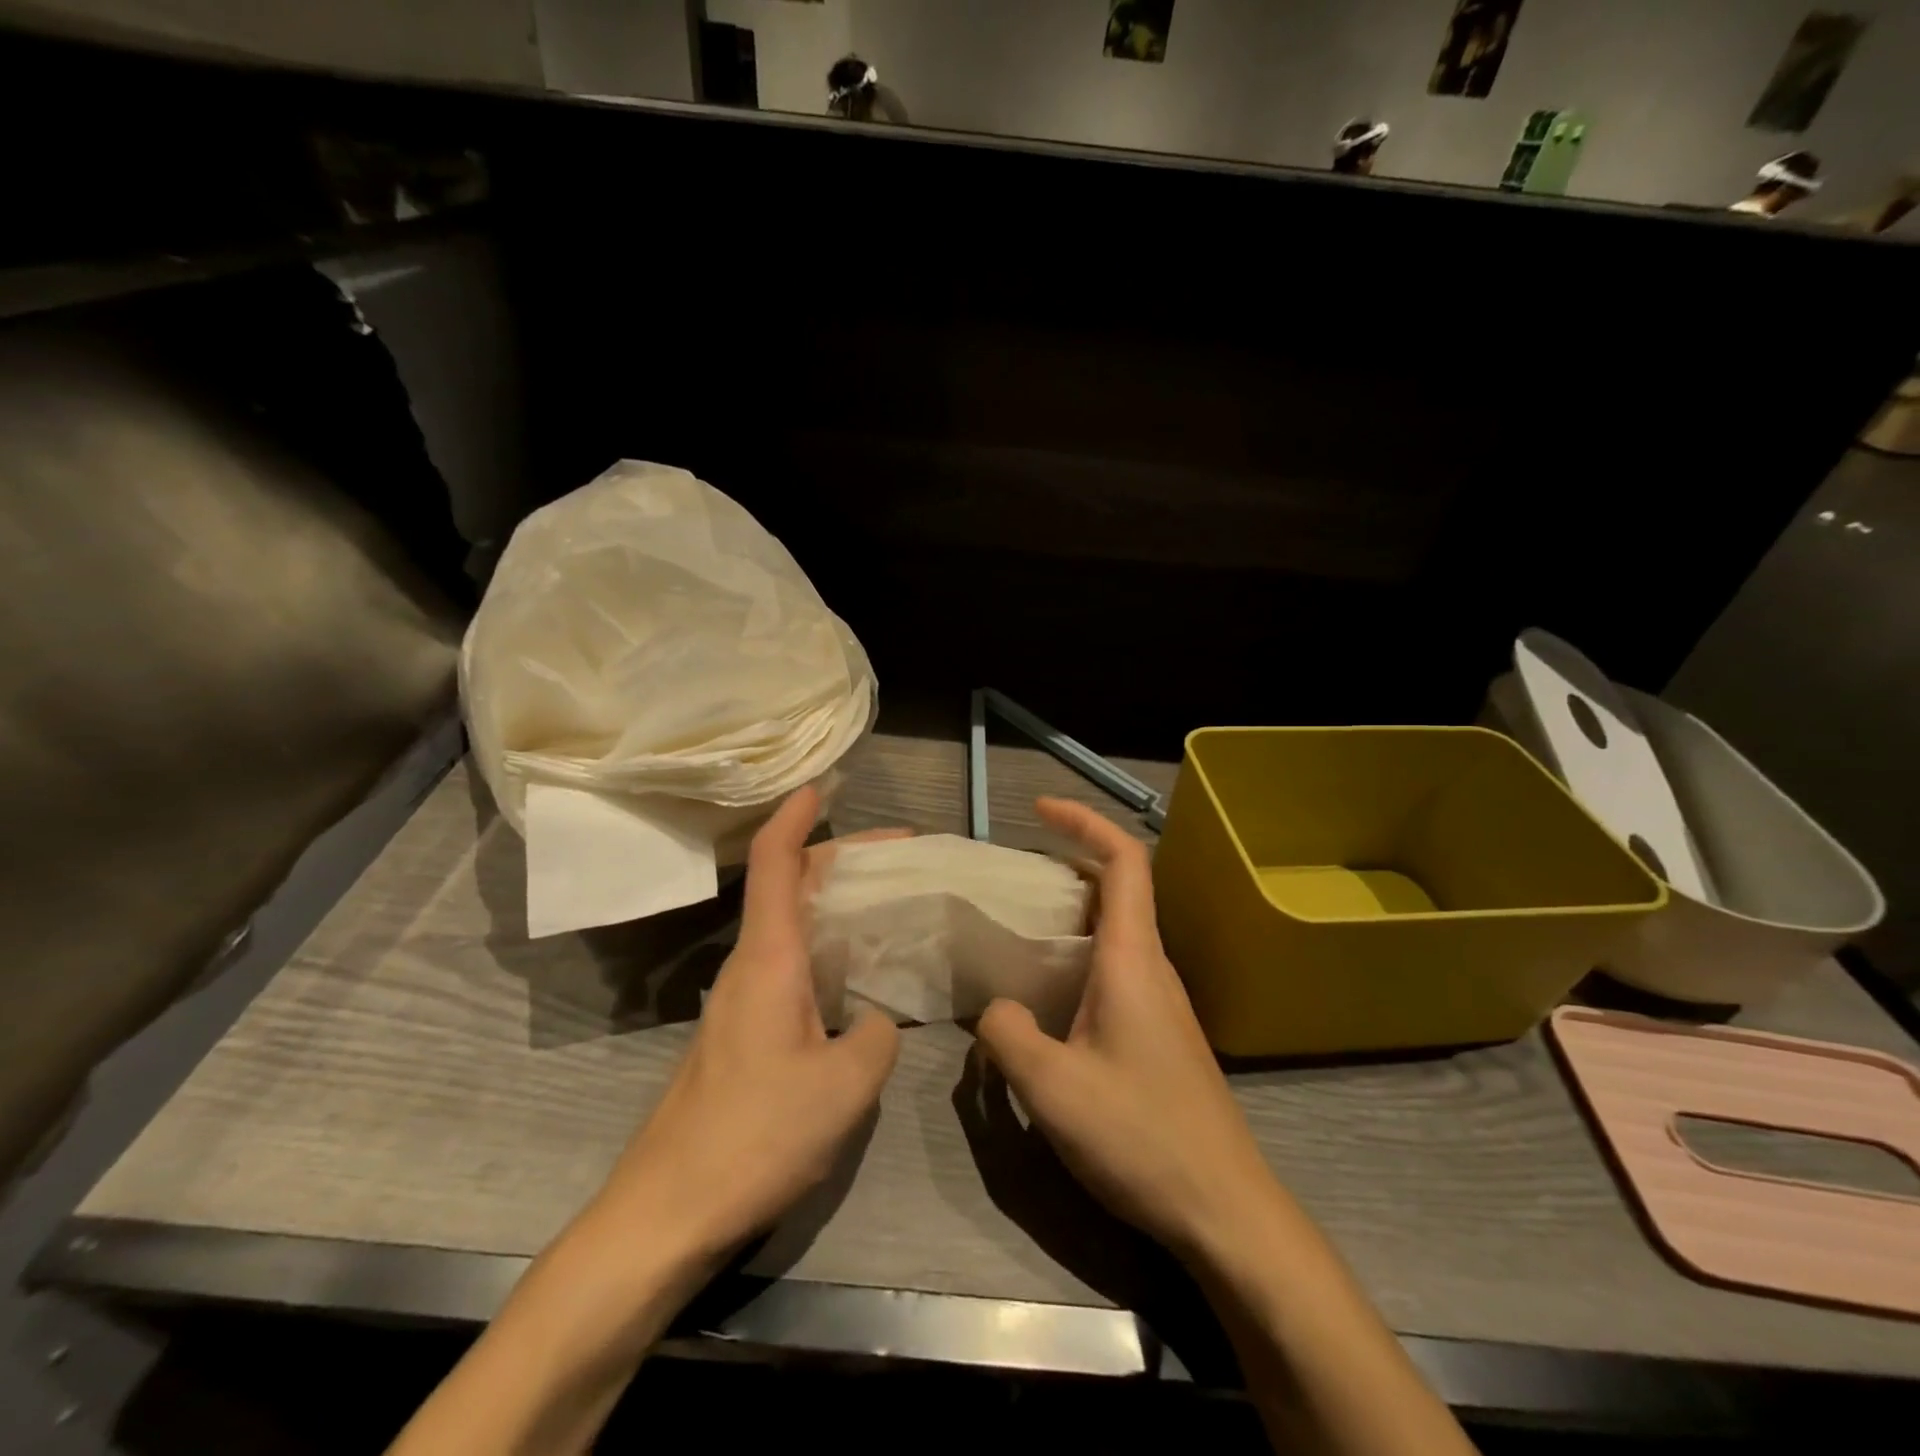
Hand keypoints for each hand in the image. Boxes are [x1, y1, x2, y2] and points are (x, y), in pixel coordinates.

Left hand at [585, 788, 902, 1268]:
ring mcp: (741, 1001)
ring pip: (791, 927)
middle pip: (790, 885)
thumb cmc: (756, 1135)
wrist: (667, 1212)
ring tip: (891, 908)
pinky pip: (790, 967)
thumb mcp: (845, 1086)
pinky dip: (827, 950)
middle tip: (902, 859)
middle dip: (842, 857)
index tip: (822, 784)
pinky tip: (859, 977)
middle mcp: (750, 966)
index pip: (776, 862)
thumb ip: (875, 1036)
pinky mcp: (742, 1033)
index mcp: (769, 959)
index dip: (796, 815)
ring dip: (836, 905)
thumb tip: (873, 1019)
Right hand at [976, 798, 1281, 1264]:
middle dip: (1067, 865)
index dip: (1085, 822)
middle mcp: (1152, 967)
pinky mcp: (1159, 1034)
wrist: (1225, 1210)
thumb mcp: (1052, 1086)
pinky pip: (1116, 969)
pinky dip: (1079, 956)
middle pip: (1118, 889)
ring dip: (1071, 914)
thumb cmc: (1141, 1135)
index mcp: (1133, 958)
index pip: (1124, 861)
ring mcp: (1161, 1002)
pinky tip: (1047, 995)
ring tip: (1018, 929)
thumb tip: (999, 1009)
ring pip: (1116, 931)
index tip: (1040, 810)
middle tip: (1012, 877)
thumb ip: (1008, 1033)